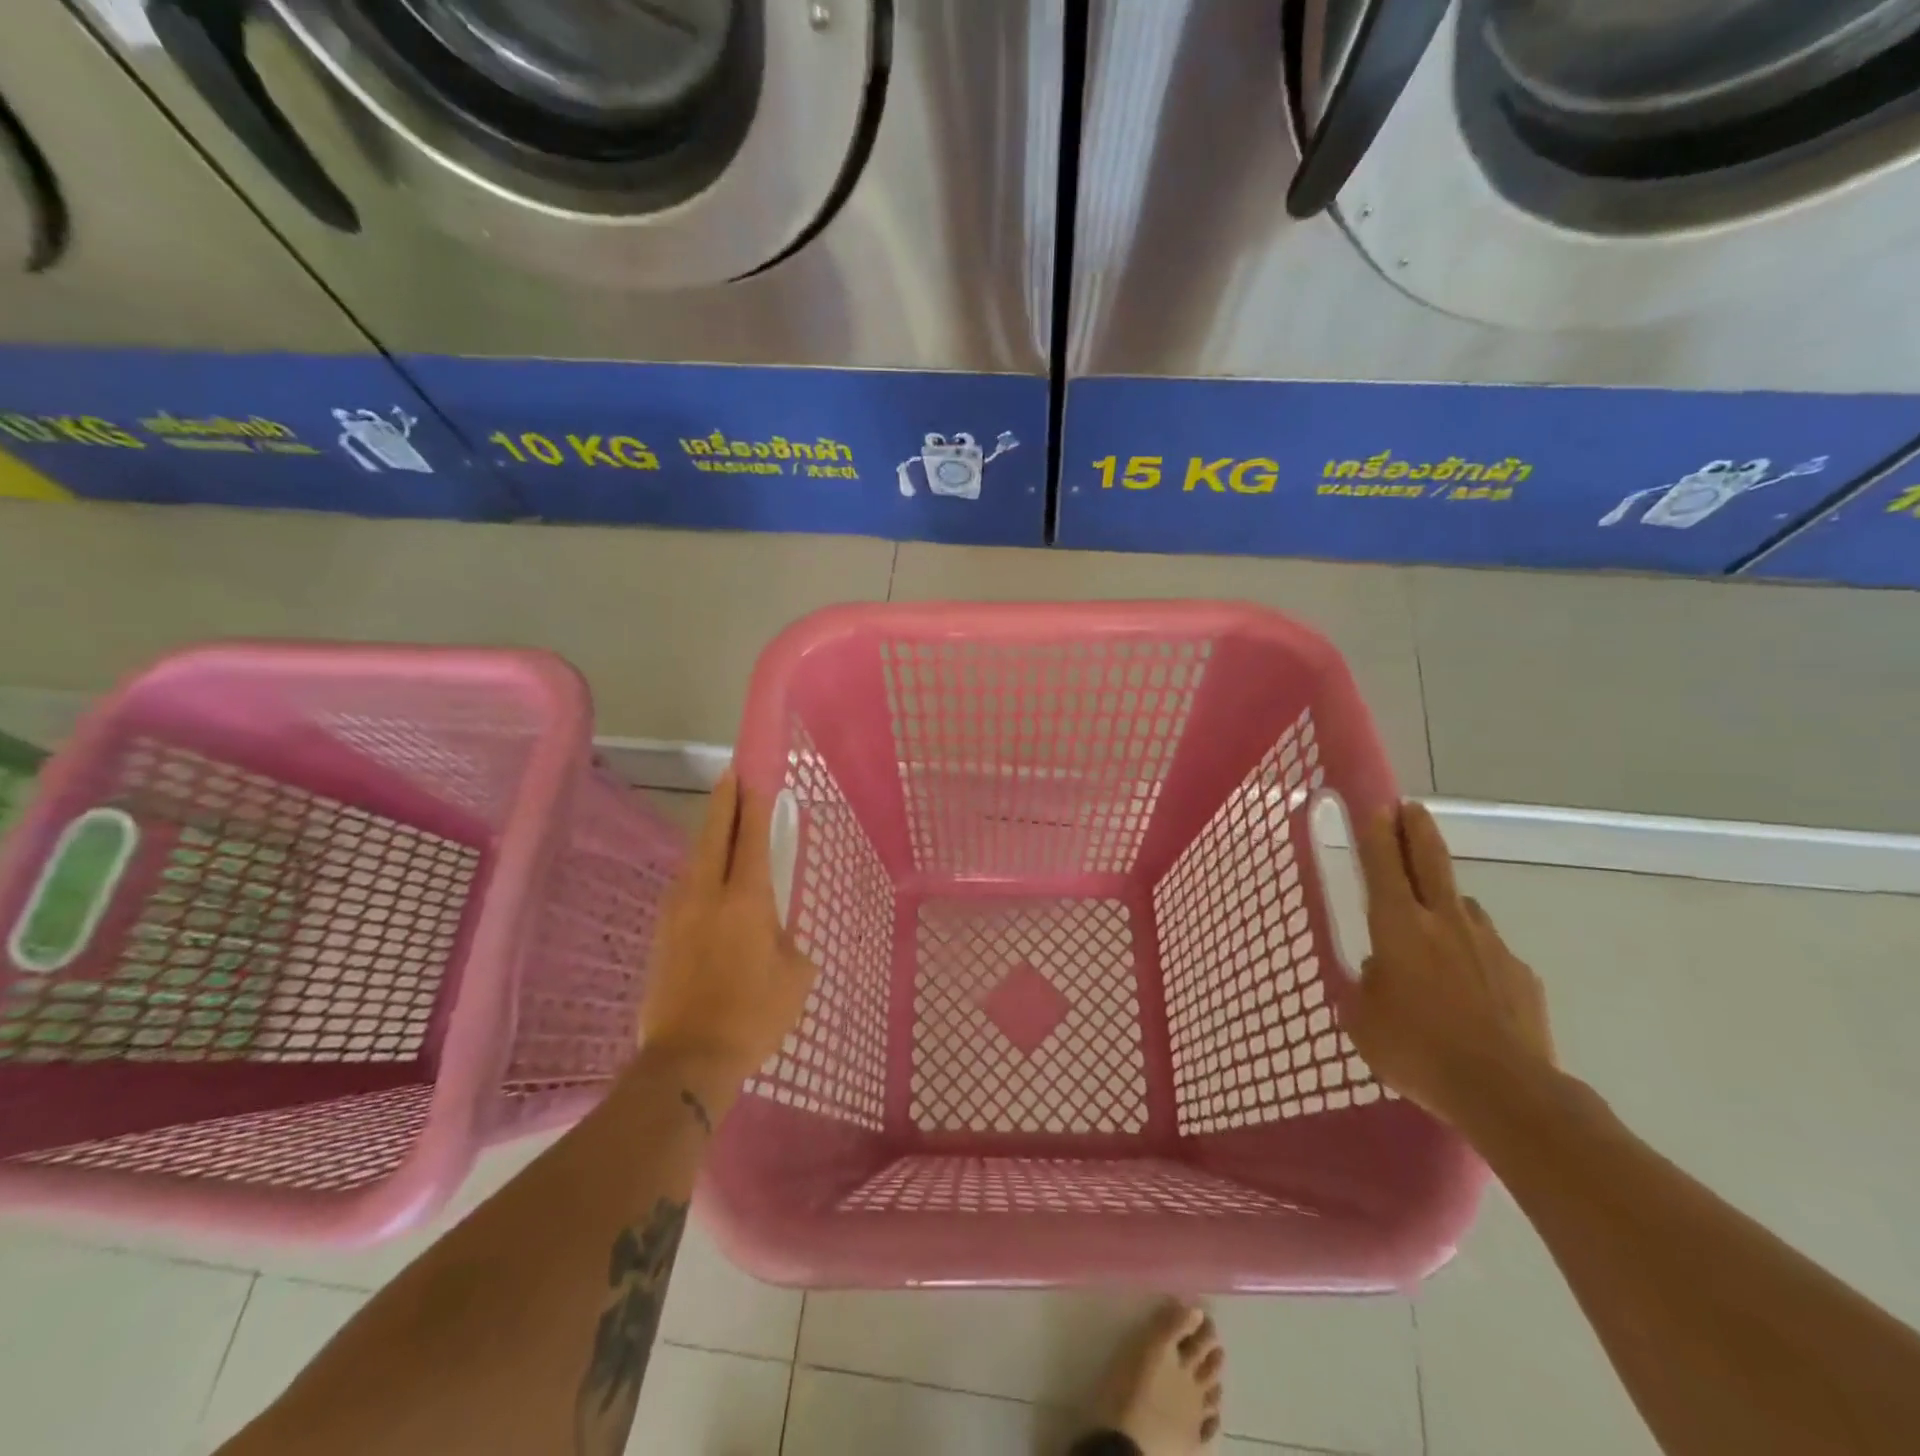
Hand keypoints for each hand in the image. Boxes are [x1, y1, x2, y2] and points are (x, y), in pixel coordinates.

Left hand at [639, 773, 817, 1091]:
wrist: (688, 1058)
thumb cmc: (753, 1015)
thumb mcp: (795, 975)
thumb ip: (787, 941)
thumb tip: (773, 934)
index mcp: (746, 899)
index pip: (750, 838)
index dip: (752, 805)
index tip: (752, 776)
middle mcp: (706, 894)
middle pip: (714, 835)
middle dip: (723, 803)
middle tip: (731, 777)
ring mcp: (678, 912)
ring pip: (694, 859)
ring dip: (709, 836)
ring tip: (722, 824)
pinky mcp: (662, 934)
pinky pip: (683, 886)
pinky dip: (698, 868)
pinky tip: (705, 876)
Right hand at [1342, 802, 1555, 1131]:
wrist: (1507, 1092)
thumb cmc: (1416, 1049)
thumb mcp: (1363, 1019)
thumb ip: (1366, 984)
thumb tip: (1381, 969)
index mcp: (1397, 926)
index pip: (1382, 865)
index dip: (1376, 833)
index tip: (1376, 806)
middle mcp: (1444, 922)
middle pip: (1430, 860)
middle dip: (1416, 829)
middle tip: (1411, 808)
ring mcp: (1489, 945)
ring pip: (1462, 907)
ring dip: (1446, 902)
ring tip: (1435, 926)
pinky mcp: (1521, 974)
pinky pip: (1488, 951)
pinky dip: (1473, 955)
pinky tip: (1469, 988)